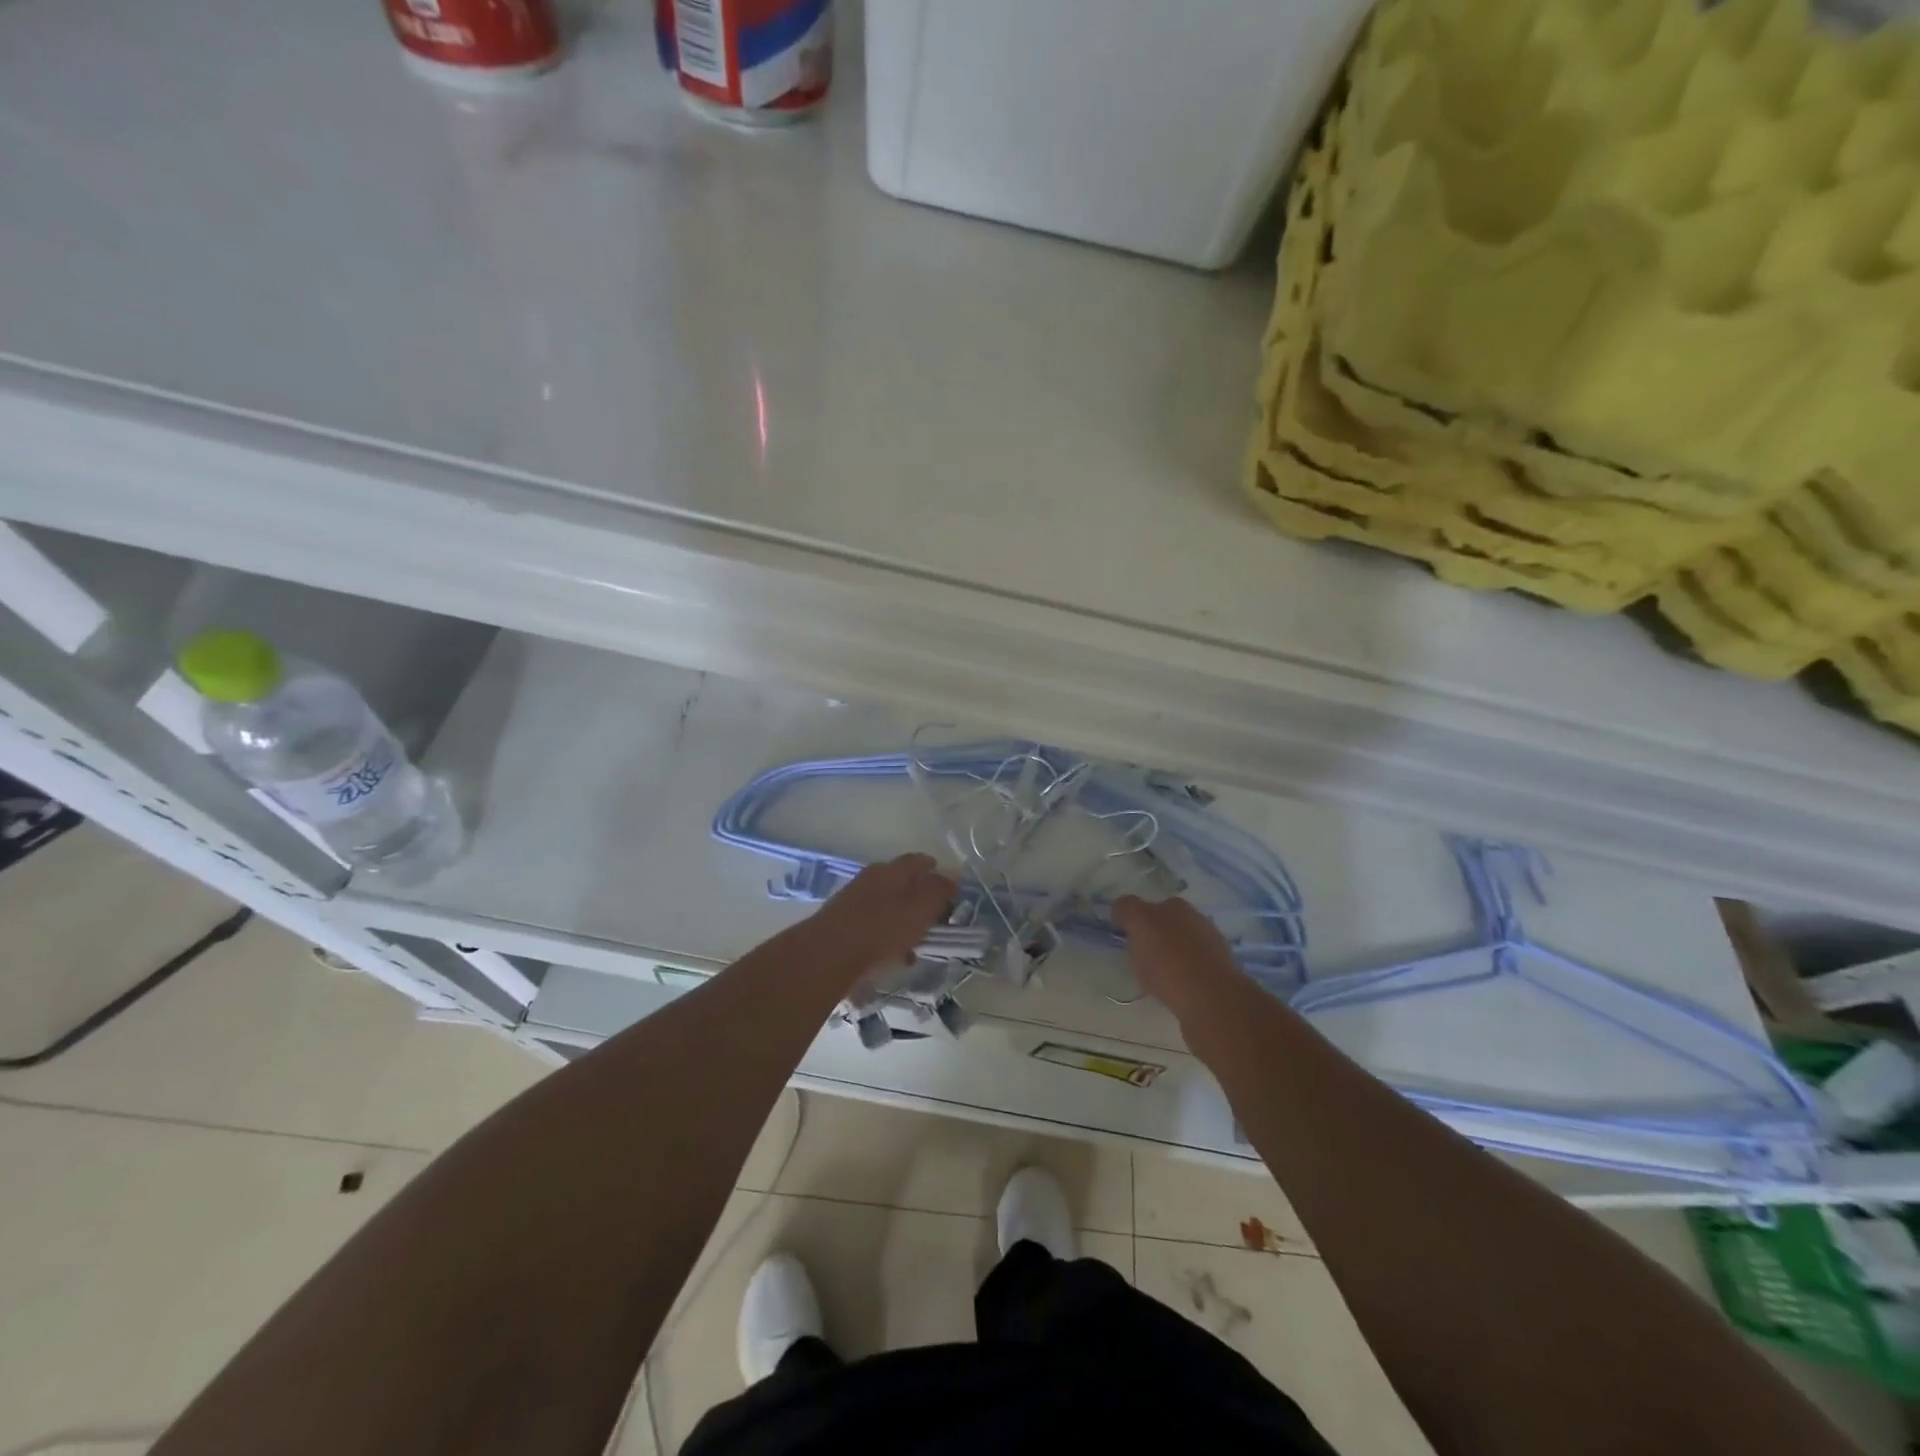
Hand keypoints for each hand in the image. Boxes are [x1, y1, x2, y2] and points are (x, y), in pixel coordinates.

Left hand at [799, 854, 958, 985]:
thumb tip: (954, 875)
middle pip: (903, 883)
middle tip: (937, 918)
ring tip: (917, 943)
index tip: (951, 891)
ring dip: (903, 920)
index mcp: (893, 869)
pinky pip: (873, 926)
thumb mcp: (921, 908)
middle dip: (920, 898)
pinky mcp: (842, 923)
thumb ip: (939, 891)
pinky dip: (886, 936)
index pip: (920, 861)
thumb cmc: (883, 928)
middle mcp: (872, 877)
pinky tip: (893, 956)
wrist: (828, 954)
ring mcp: (854, 899)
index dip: (937, 872)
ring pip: (887, 905)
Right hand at [1112, 895, 1249, 1023]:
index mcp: (1177, 906)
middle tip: (1139, 958)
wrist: (1211, 1000)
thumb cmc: (1170, 959)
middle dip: (1153, 938)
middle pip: (1166, 926)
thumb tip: (1122, 908)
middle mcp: (1198, 921)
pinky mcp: (1219, 976)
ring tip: (1156, 979)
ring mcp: (1212, 949)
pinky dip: (1181, 977)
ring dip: (1168, 958)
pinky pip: (1190, 972)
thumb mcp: (1140, 924)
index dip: (1134, 920)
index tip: (1125, 938)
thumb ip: (1127, 910)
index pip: (1148, 906)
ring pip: (1179, 949)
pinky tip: (1175, 990)